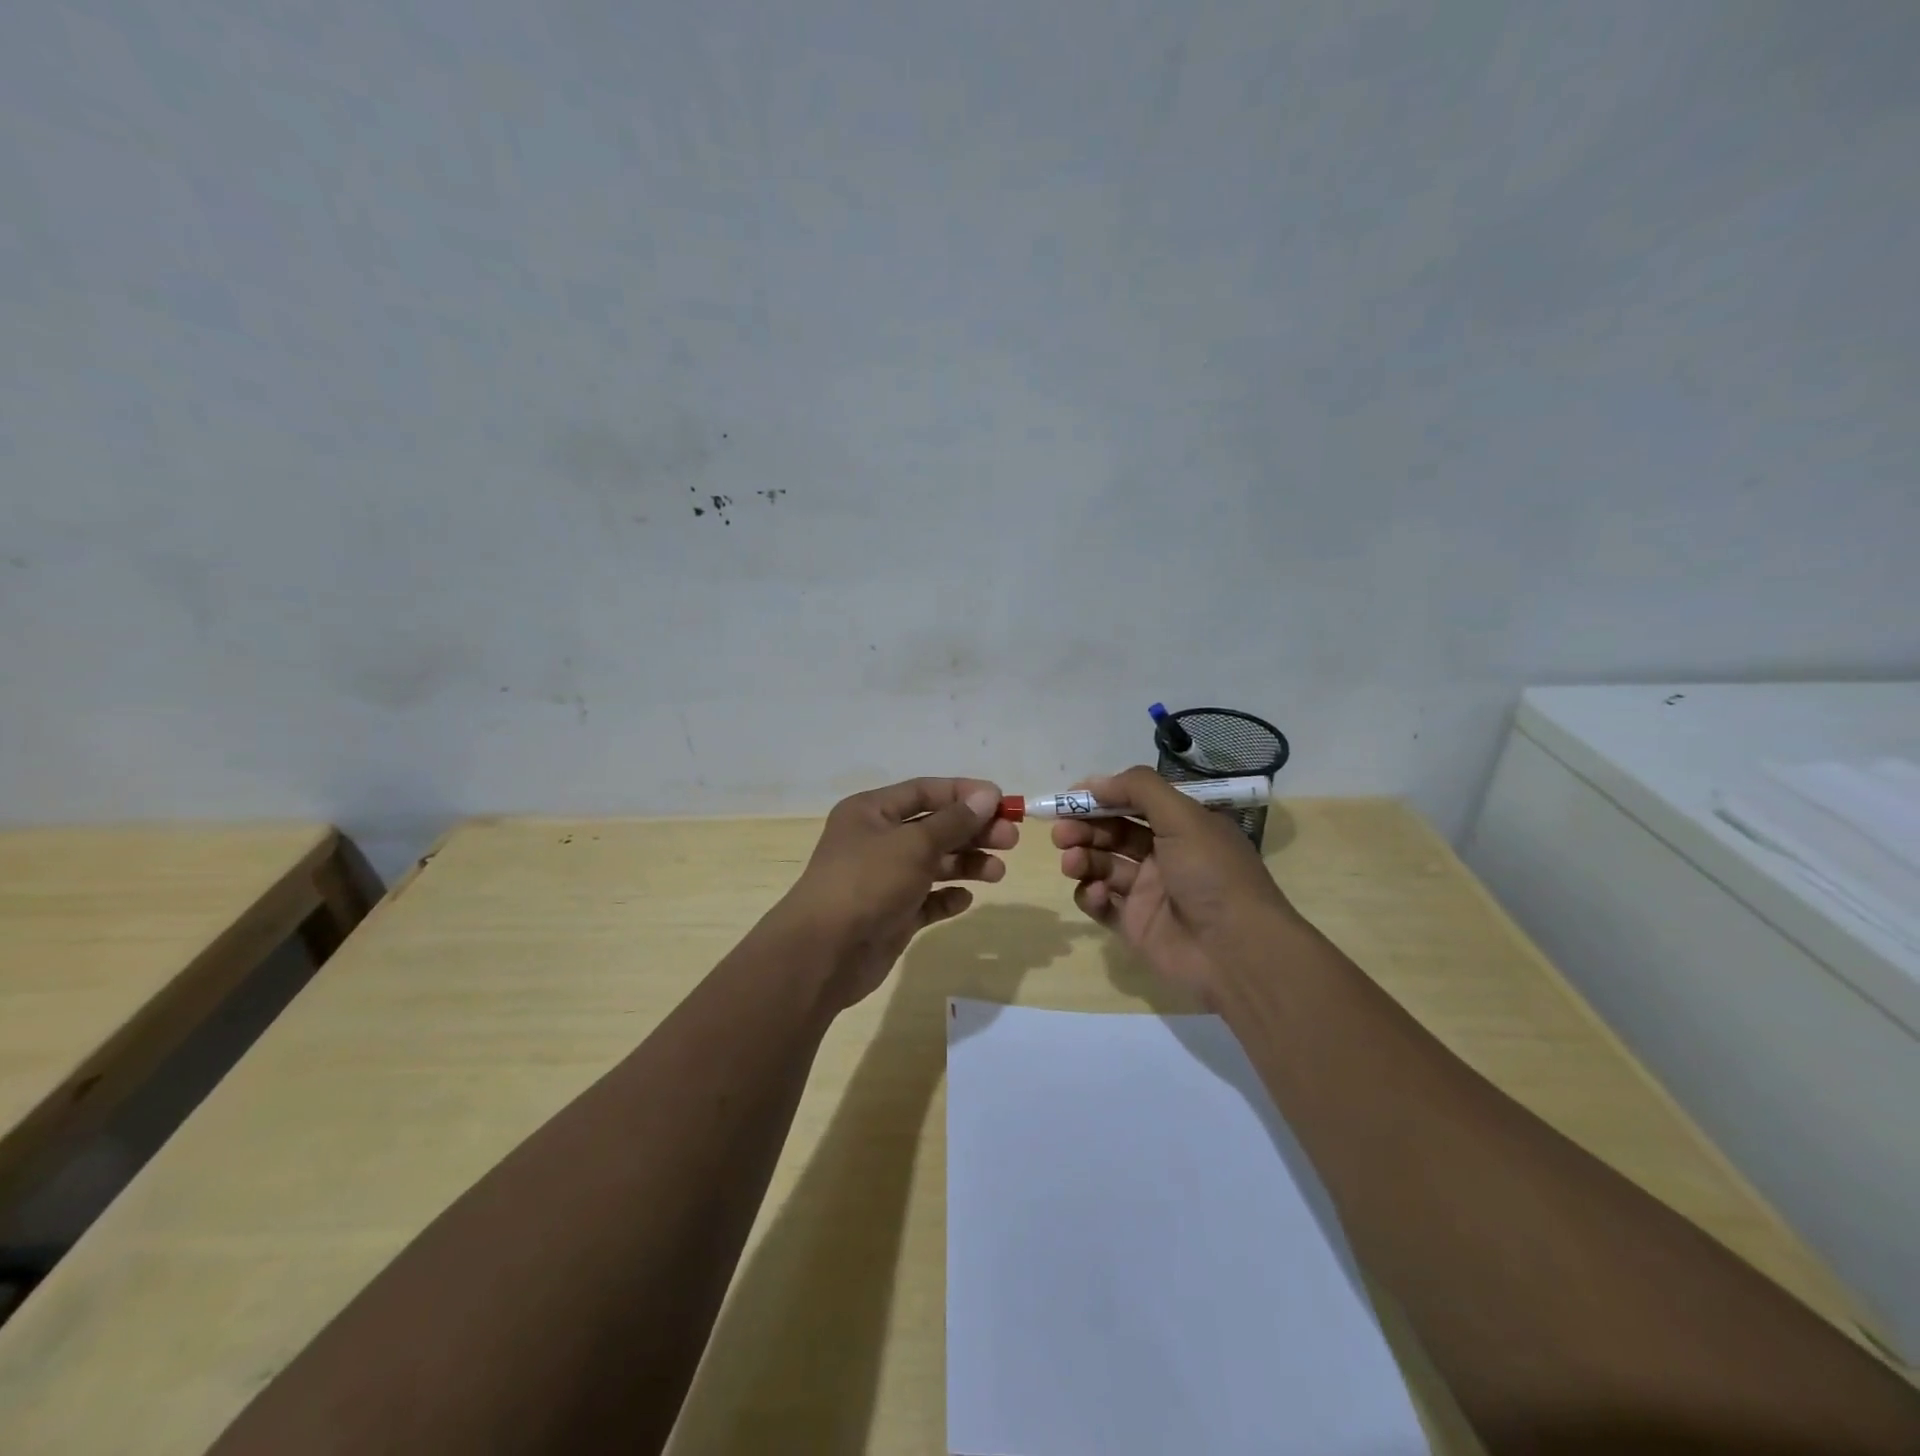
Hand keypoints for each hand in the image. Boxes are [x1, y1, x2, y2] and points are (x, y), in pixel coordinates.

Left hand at [777, 777, 1016, 1009]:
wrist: (824, 953)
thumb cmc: (867, 882)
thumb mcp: (914, 844)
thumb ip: (954, 821)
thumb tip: (987, 796)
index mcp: (872, 812)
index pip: (925, 791)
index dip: (964, 794)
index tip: (1002, 801)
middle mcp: (877, 840)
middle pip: (934, 827)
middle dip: (973, 831)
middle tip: (1010, 839)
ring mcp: (884, 879)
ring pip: (934, 863)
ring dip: (966, 864)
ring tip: (997, 873)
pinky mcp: (892, 914)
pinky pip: (926, 899)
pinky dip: (947, 897)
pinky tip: (964, 900)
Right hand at [1054, 766, 1297, 1004]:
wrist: (1236, 952)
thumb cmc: (1212, 874)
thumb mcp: (1184, 817)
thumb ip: (1139, 789)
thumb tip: (1095, 782)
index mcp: (1183, 826)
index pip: (1134, 803)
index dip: (1102, 797)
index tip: (1070, 797)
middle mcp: (1165, 855)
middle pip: (1113, 833)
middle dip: (1084, 828)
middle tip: (1062, 832)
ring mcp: (1149, 891)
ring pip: (1103, 865)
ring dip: (1082, 858)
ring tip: (1072, 861)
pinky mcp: (1135, 925)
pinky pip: (1102, 903)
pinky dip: (1091, 895)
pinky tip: (1096, 894)